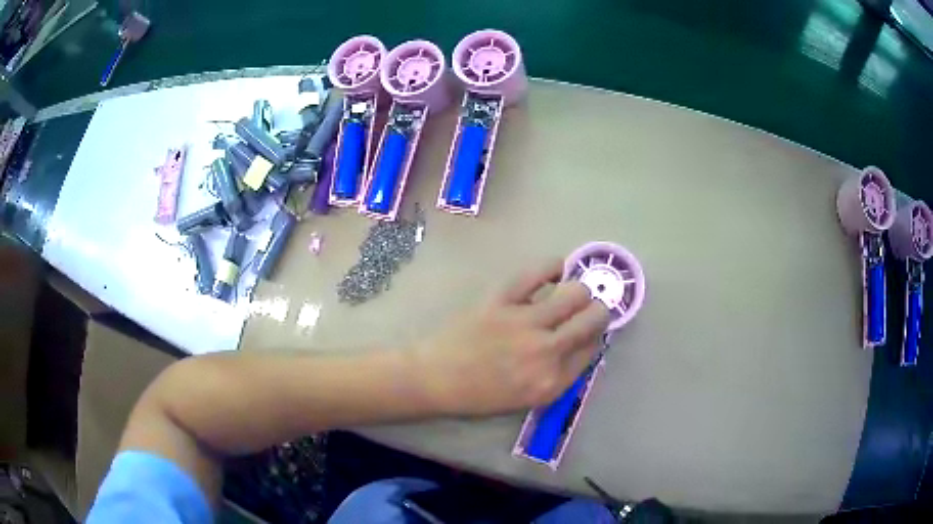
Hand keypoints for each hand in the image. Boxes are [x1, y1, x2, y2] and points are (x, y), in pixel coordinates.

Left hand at [414, 259, 610, 415]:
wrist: (436, 379)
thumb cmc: (480, 395)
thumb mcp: (527, 399)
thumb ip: (558, 375)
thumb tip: (580, 345)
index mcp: (552, 381)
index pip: (591, 349)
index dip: (594, 335)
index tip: (589, 329)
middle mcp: (547, 351)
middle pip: (593, 319)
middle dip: (598, 310)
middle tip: (589, 307)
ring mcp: (525, 323)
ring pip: (574, 293)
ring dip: (579, 289)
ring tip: (572, 289)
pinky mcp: (502, 300)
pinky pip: (537, 273)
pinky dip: (553, 266)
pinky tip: (556, 268)